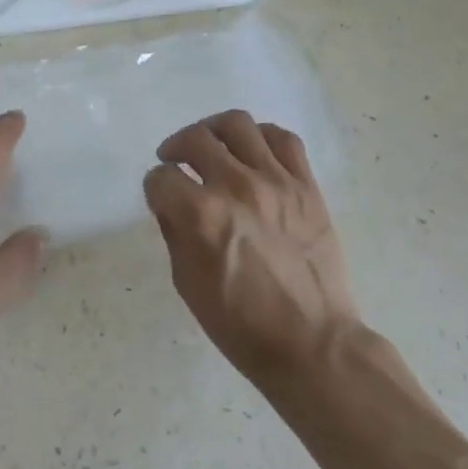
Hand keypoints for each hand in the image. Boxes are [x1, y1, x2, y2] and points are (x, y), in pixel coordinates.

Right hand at [142, 110, 360, 386]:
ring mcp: (276, 182)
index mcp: (202, 216)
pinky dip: (261, 137)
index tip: (159, 196)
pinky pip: (283, 139)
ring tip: (212, 146)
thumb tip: (170, 201)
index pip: (161, 178)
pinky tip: (252, 152)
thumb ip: (174, 231)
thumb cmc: (241, 324)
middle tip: (175, 161)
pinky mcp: (307, 186)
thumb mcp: (187, 283)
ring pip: (237, 125)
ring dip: (214, 131)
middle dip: (176, 147)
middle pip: (195, 139)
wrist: (313, 344)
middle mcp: (237, 187)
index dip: (154, 187)